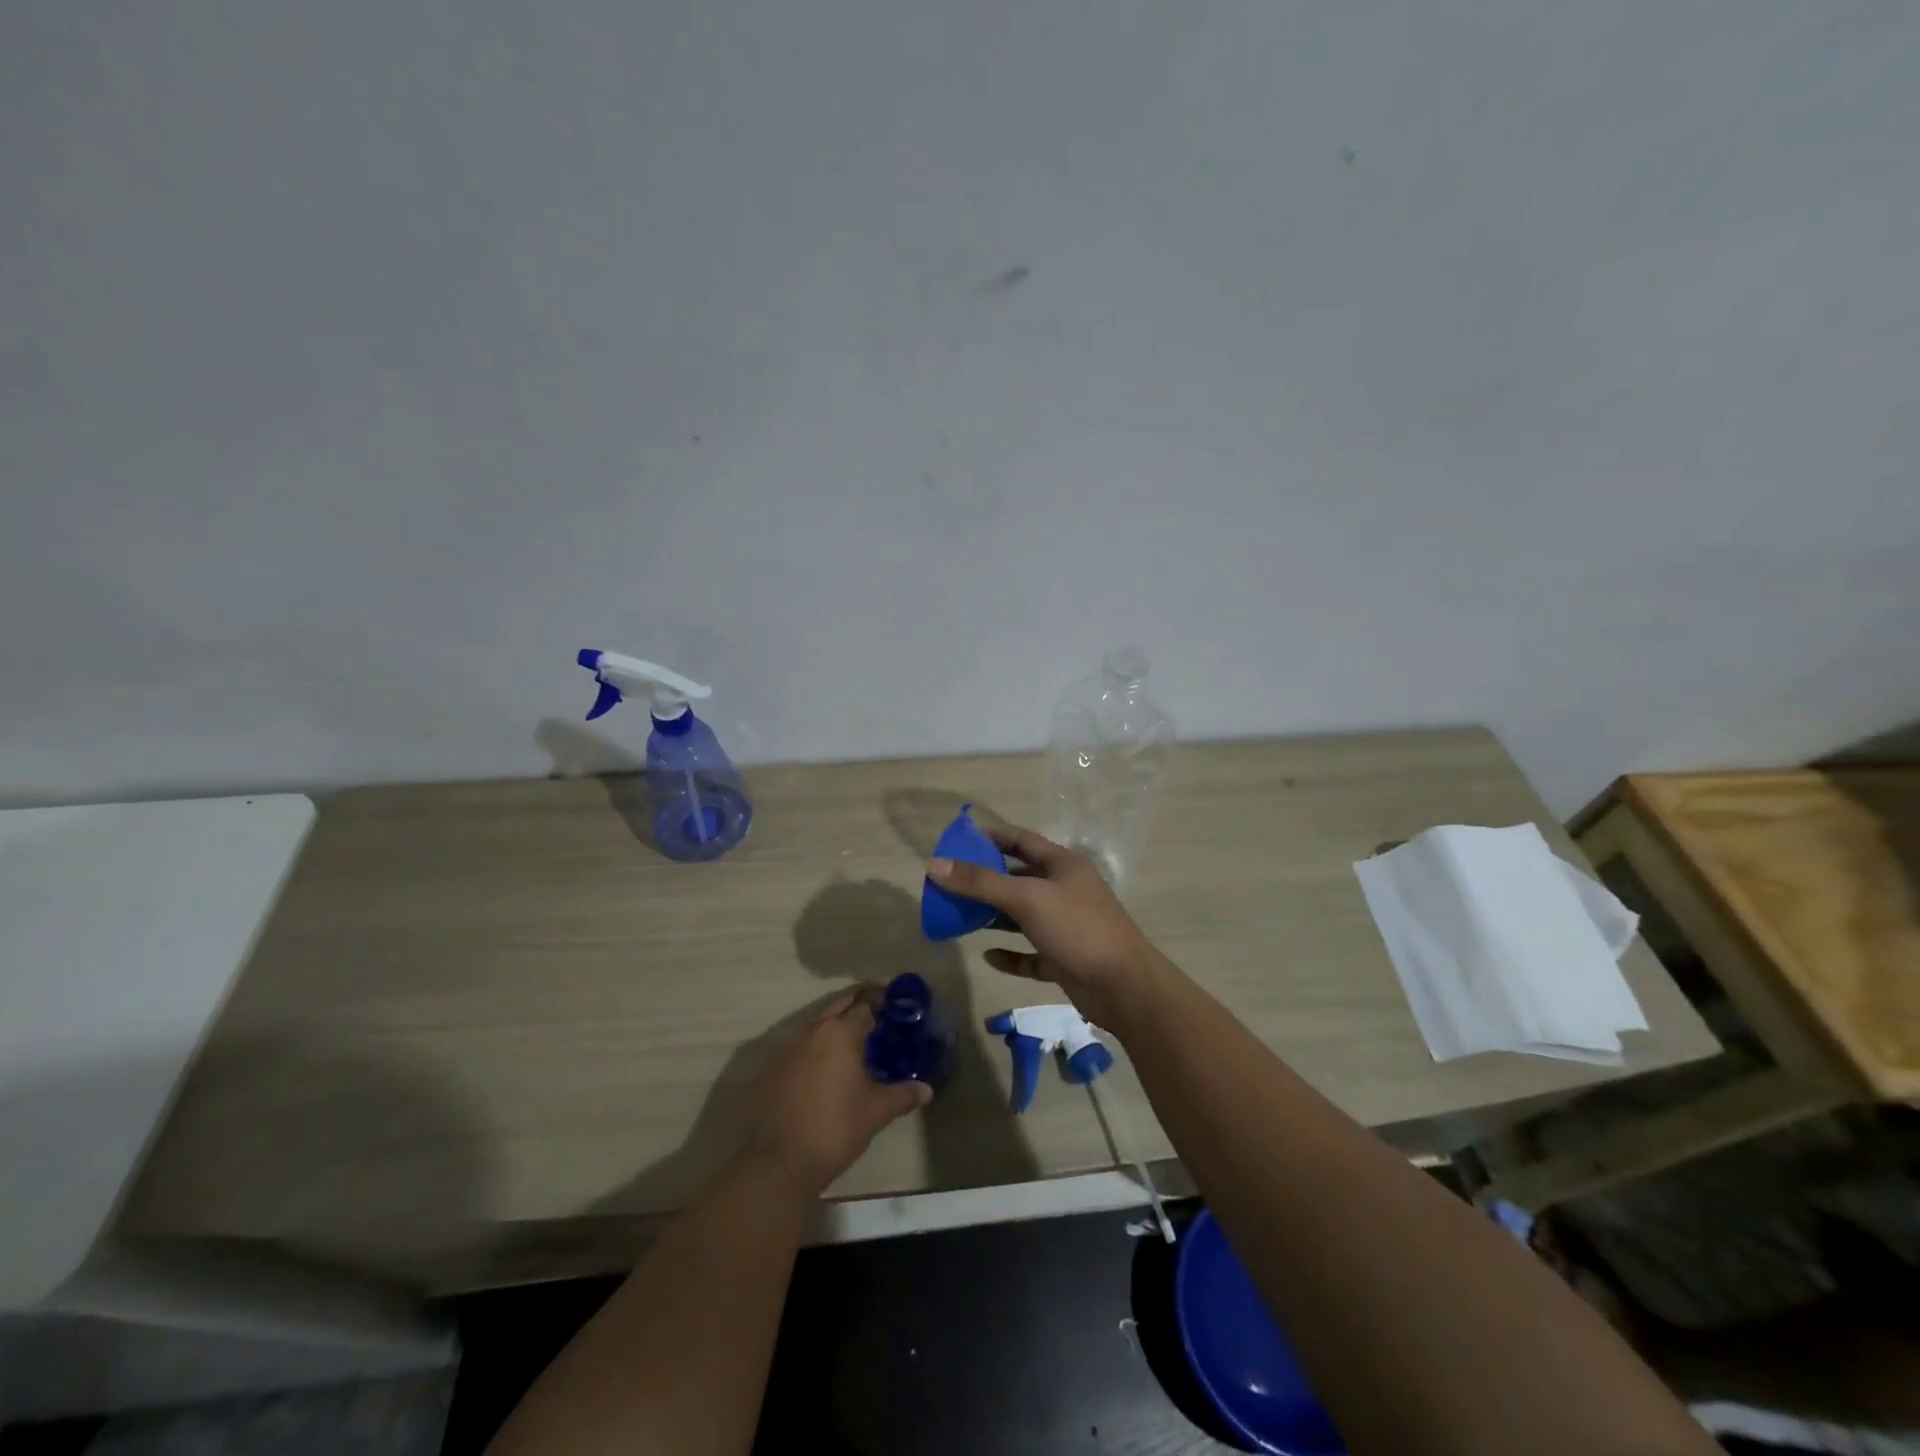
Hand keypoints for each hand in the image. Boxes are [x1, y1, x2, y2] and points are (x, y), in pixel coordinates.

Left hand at [742, 985, 931, 1197]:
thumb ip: (903, 1095)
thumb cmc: (836, 1128)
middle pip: (839, 1005)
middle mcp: (813, 1030)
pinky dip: (818, 1045)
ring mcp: (789, 1047)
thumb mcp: (876, 1111)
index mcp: (840, 1032)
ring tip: (856, 1039)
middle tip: (879, 1011)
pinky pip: (802, 1044)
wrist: (779, 1162)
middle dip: (859, 1002)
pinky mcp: (773, 1067)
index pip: (865, 1004)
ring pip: (818, 1024)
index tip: (895, 1002)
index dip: (881, 1000)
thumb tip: (927, 1090)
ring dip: (836, 1024)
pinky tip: (828, 1065)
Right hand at [926, 823, 1165, 1029]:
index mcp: (1062, 865)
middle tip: (949, 884)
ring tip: (960, 917)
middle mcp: (1064, 891)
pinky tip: (988, 956)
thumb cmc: (1077, 928)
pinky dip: (1010, 954)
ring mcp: (1066, 926)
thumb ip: (980, 882)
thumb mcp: (1026, 898)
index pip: (1020, 840)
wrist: (1124, 987)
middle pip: (1018, 878)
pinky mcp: (1064, 959)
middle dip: (985, 880)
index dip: (990, 837)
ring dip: (994, 916)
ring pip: (1022, 916)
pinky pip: (1030, 953)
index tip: (957, 839)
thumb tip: (933, 865)